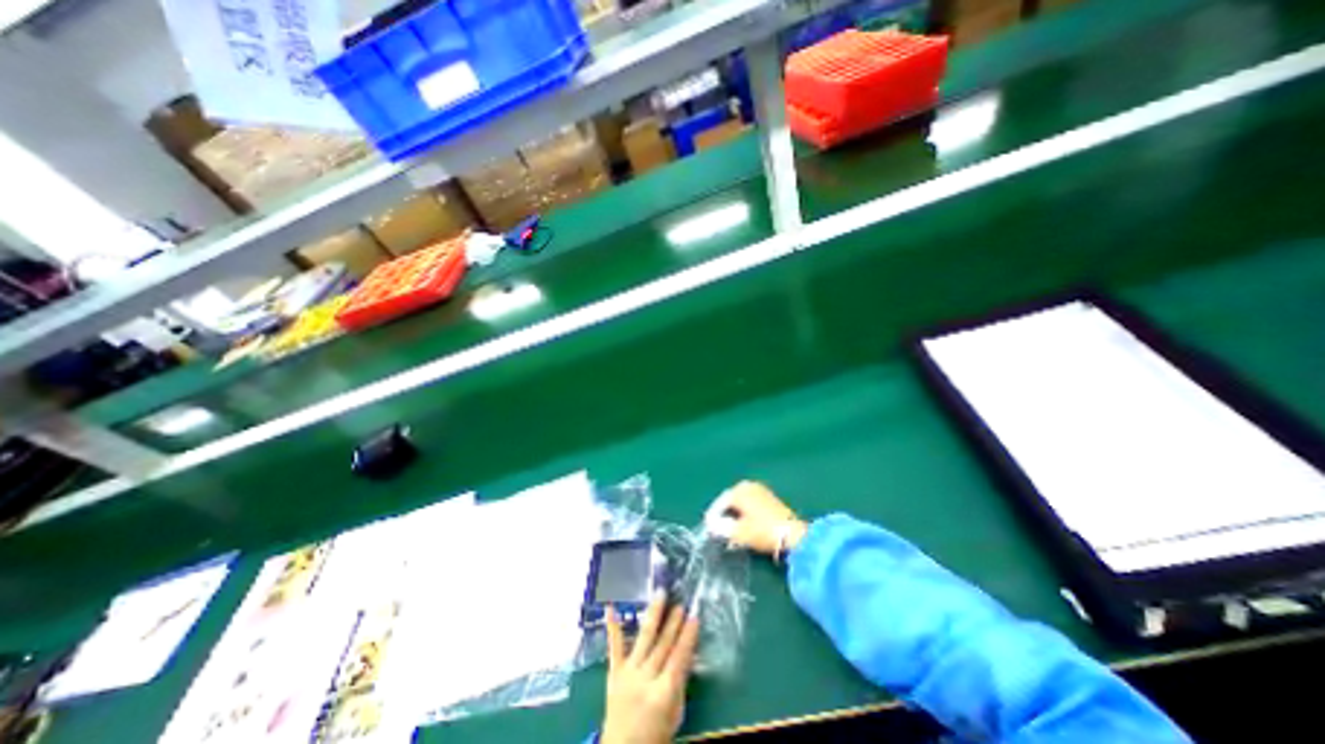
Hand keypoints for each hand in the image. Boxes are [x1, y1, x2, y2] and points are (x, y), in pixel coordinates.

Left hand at [605, 597, 702, 743]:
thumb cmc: (655, 736)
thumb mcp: (675, 714)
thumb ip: (680, 683)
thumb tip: (687, 652)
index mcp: (663, 693)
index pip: (679, 658)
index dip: (688, 637)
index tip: (695, 617)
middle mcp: (645, 679)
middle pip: (663, 645)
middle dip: (673, 623)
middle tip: (680, 603)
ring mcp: (628, 673)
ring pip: (644, 638)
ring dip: (654, 614)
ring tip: (661, 594)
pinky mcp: (614, 672)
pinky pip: (614, 646)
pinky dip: (613, 626)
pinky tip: (611, 607)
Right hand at [703, 478, 806, 553]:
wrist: (793, 535)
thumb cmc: (762, 530)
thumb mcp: (738, 531)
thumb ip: (720, 527)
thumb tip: (710, 524)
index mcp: (739, 490)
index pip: (720, 503)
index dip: (713, 517)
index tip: (709, 530)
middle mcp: (748, 486)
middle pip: (730, 502)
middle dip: (724, 516)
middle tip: (719, 531)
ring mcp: (760, 490)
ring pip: (741, 504)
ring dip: (735, 516)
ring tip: (732, 532)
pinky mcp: (770, 499)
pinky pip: (750, 505)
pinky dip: (745, 515)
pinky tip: (745, 527)